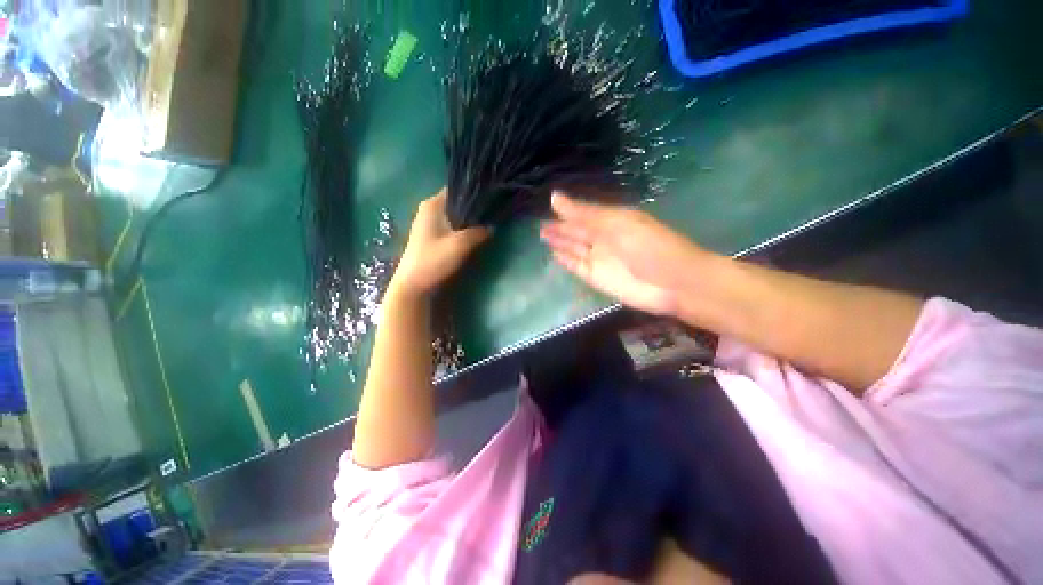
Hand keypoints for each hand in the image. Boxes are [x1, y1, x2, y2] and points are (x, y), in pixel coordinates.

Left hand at [393, 189, 489, 295]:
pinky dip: (461, 228)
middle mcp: (429, 209)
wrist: (414, 284)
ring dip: (468, 220)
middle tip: (491, 213)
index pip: (457, 190)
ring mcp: (428, 223)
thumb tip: (493, 226)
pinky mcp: (431, 236)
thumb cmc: (434, 259)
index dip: (474, 193)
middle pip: (456, 203)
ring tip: (486, 223)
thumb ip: (478, 232)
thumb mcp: (460, 244)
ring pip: (454, 216)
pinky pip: (450, 226)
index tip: (491, 198)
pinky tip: (473, 235)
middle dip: (473, 208)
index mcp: (432, 204)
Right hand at [540, 192, 707, 316]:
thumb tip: (554, 198)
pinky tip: (554, 255)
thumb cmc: (650, 246)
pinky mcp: (596, 278)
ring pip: (574, 248)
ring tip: (542, 235)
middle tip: (538, 224)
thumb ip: (585, 214)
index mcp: (612, 219)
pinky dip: (566, 261)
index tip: (548, 204)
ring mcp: (599, 259)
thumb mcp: (617, 224)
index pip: (584, 213)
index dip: (567, 210)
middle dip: (559, 227)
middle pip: (577, 231)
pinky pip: (576, 266)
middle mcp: (604, 238)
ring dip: (559, 242)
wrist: (674, 283)